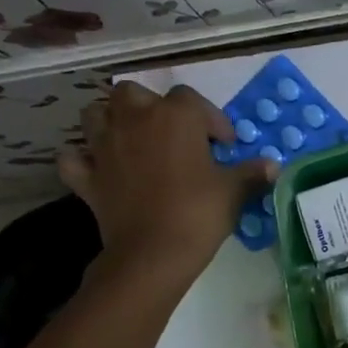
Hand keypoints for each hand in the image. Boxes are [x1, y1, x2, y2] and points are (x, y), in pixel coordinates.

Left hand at [58, 84, 273, 281]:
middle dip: (151, 108)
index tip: (223, 146)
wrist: (152, 253)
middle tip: (172, 135)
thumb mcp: (234, 191)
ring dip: (111, 121)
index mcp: (175, 116)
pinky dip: (82, 159)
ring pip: (95, 114)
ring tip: (132, 141)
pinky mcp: (86, 176)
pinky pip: (73, 157)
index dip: (210, 120)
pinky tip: (97, 168)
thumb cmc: (198, 213)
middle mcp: (134, 120)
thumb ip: (252, 173)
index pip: (192, 100)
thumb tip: (274, 166)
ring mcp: (103, 146)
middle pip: (134, 94)